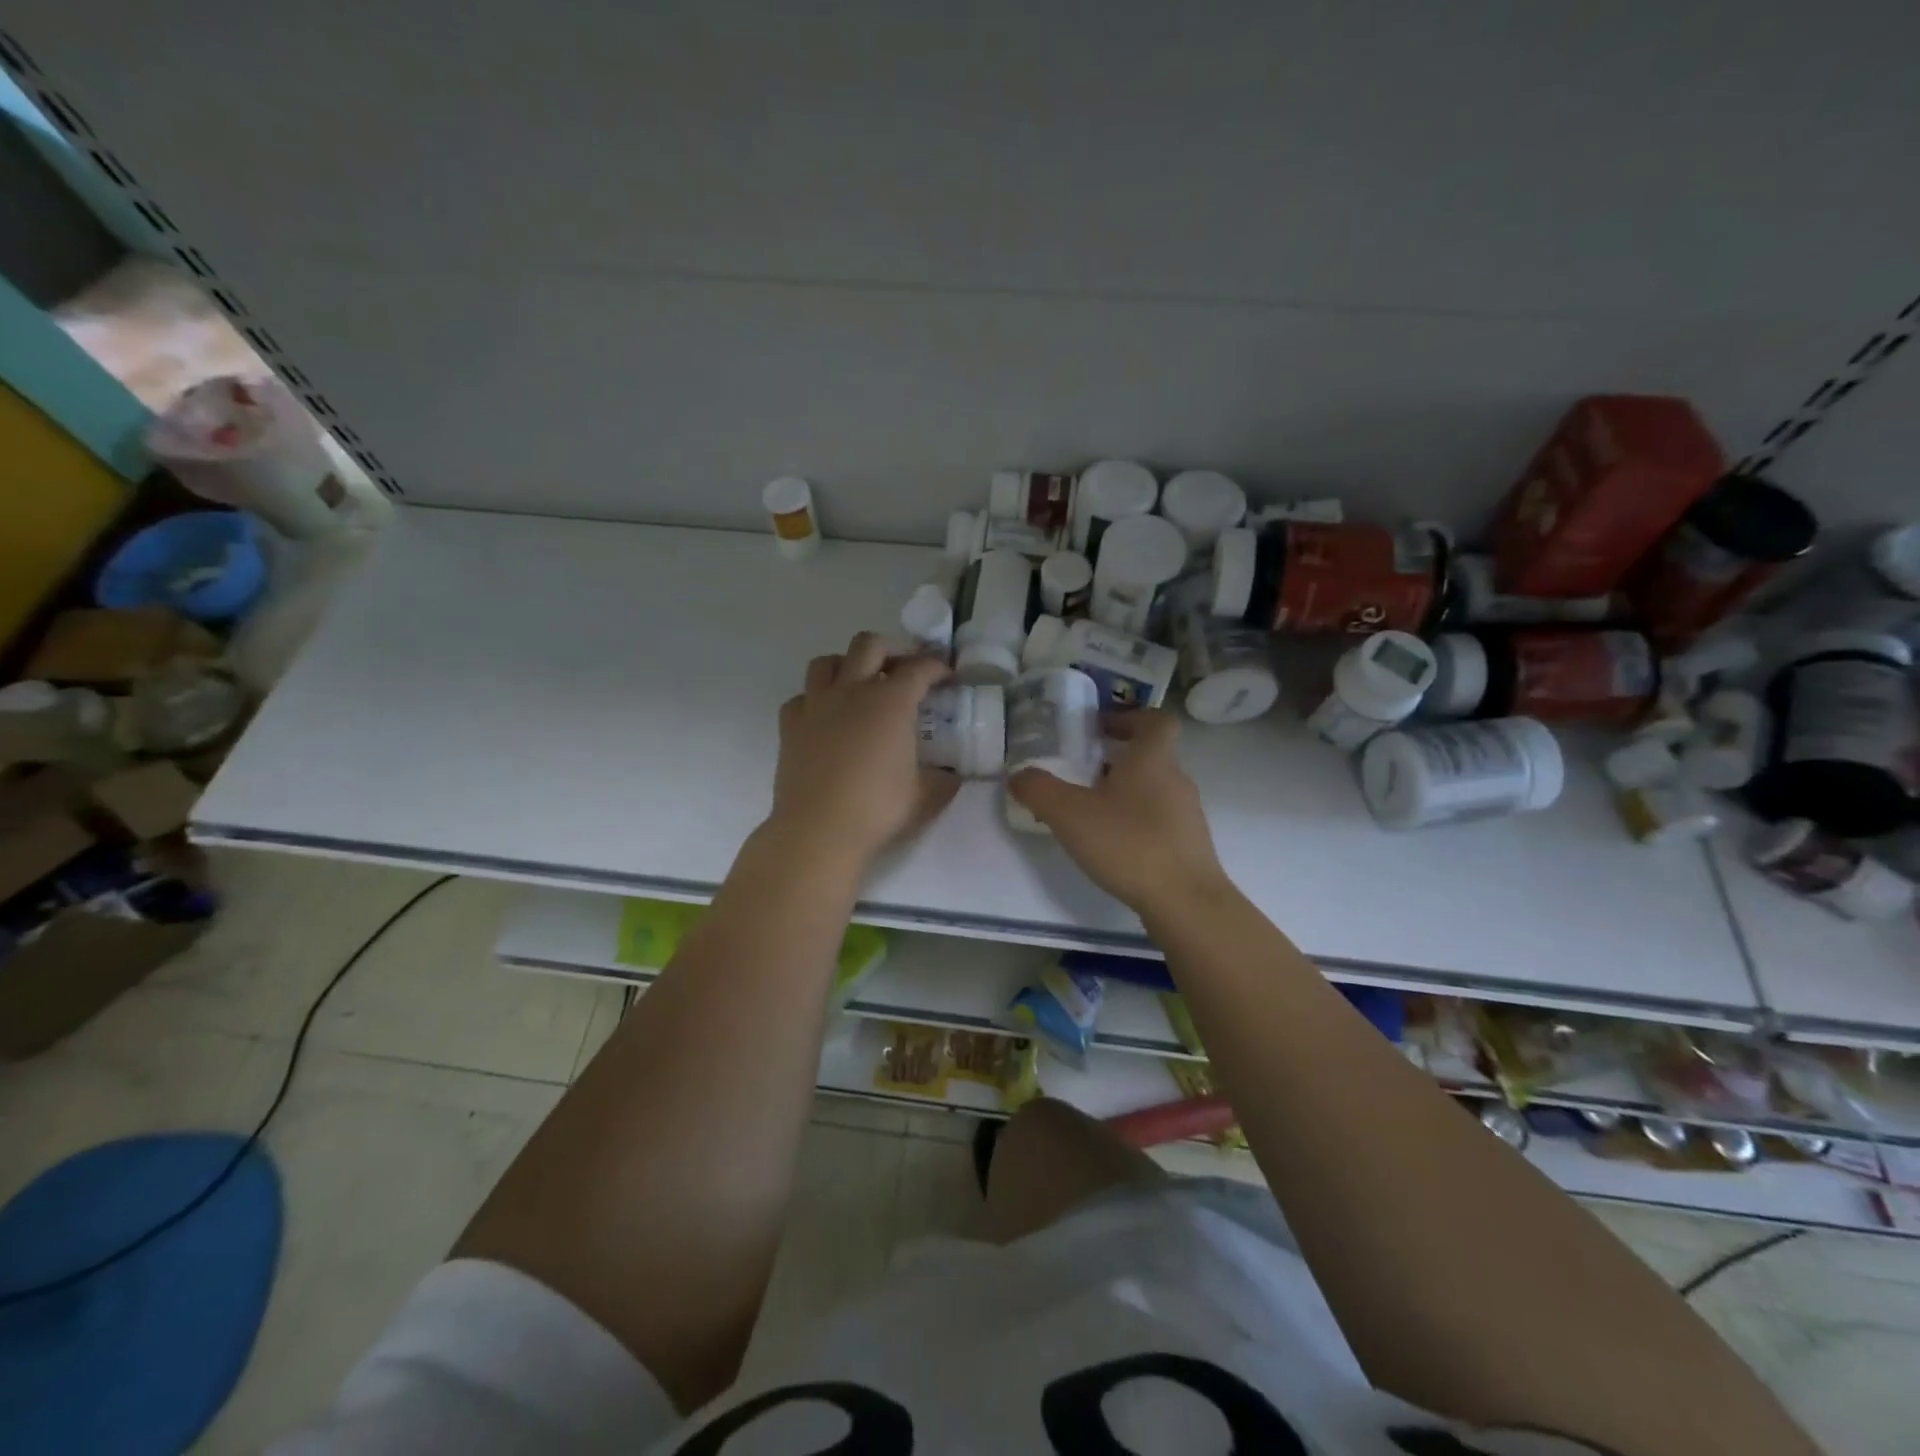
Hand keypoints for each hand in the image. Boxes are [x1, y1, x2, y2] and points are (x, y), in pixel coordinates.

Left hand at [767, 632, 959, 867]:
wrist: (818, 830)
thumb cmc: (877, 809)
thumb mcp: (926, 796)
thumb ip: (944, 779)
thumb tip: (953, 775)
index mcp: (891, 702)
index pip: (919, 668)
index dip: (936, 666)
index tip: (946, 674)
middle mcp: (852, 691)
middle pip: (869, 645)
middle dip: (891, 650)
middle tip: (903, 670)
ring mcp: (816, 705)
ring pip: (826, 662)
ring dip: (847, 665)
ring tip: (859, 684)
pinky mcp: (790, 726)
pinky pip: (801, 697)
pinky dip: (815, 699)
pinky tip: (825, 717)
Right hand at [1008, 709, 1229, 915]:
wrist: (1185, 902)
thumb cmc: (1129, 844)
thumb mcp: (1069, 814)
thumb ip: (1038, 790)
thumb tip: (1018, 775)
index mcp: (1153, 759)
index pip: (1155, 720)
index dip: (1129, 717)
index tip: (1100, 728)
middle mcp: (1176, 780)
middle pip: (1151, 756)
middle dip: (1117, 759)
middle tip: (1082, 772)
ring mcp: (1186, 815)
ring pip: (1154, 790)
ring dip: (1125, 792)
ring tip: (1090, 813)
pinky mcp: (1188, 846)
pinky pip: (1159, 821)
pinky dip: (1136, 823)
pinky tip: (1112, 846)